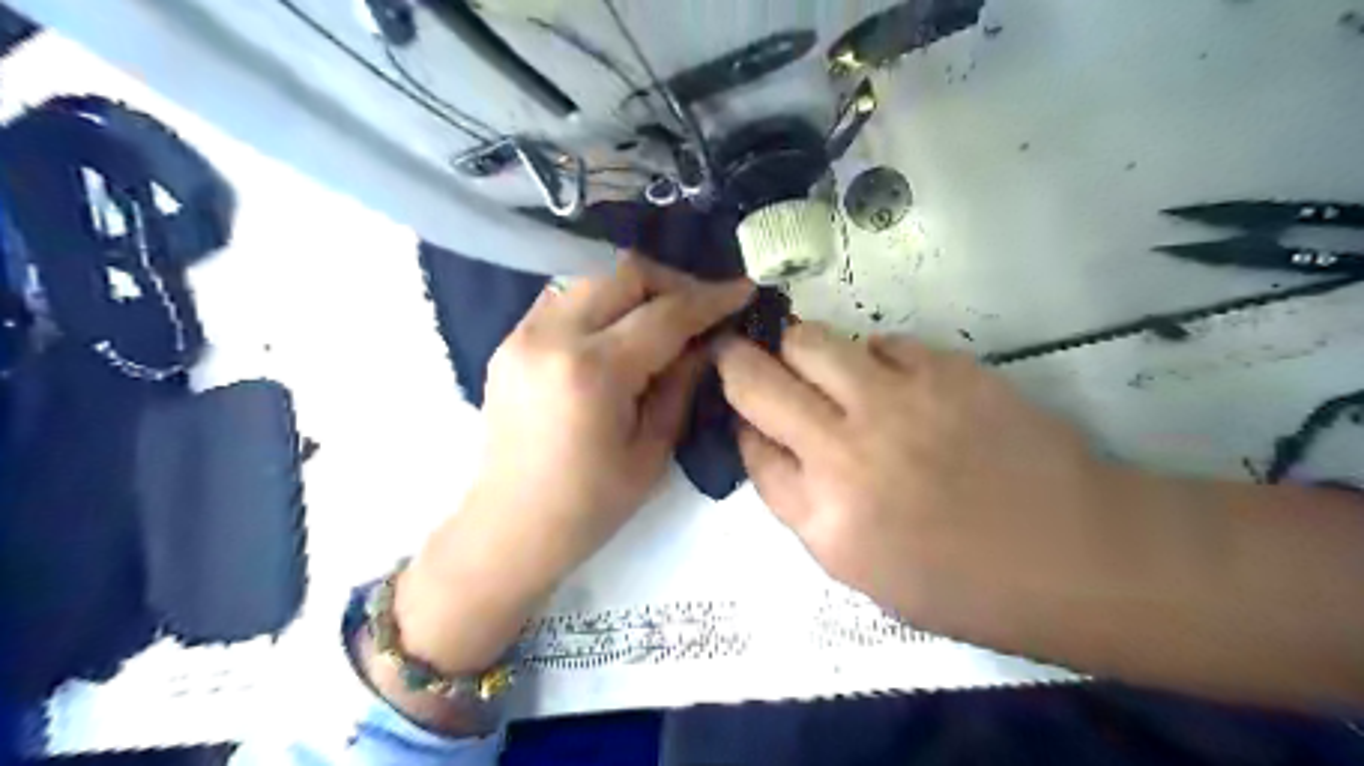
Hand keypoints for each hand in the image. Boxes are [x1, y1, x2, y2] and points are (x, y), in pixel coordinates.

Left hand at [474, 258, 749, 575]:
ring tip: (662, 316)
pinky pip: (566, 296)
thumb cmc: (590, 504)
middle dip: (671, 281)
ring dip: (634, 287)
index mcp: (593, 372)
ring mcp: (523, 332)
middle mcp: (552, 336)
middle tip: (699, 307)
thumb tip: (707, 340)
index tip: (744, 289)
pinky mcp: (510, 339)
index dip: (710, 298)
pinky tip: (619, 331)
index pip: (665, 314)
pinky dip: (601, 301)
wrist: (509, 526)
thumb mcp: (653, 449)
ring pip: (591, 274)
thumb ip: (681, 383)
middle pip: (622, 272)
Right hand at [710, 327, 1123, 637]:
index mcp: (824, 517)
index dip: (740, 425)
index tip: (748, 418)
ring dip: (797, 349)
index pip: (749, 450)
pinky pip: (878, 342)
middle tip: (741, 357)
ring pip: (808, 341)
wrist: (1073, 553)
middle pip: (757, 381)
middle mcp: (845, 452)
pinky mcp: (943, 368)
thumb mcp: (860, 569)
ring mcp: (895, 401)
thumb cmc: (964, 582)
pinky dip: (868, 356)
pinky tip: (888, 380)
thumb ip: (802, 505)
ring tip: (816, 366)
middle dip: (736, 362)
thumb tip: (768, 443)